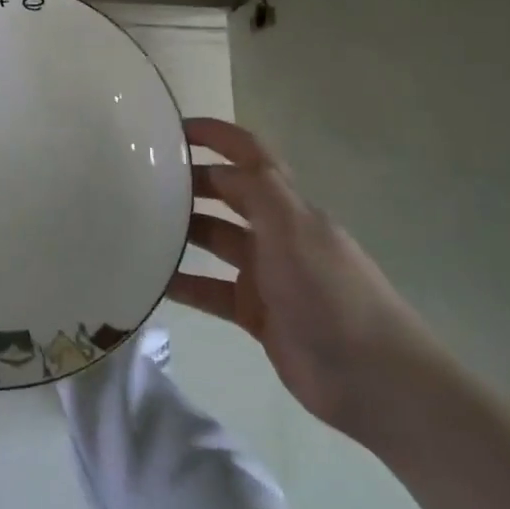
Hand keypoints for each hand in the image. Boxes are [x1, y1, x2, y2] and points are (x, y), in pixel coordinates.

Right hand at [167, 117, 436, 436]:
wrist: (373, 380)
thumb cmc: (332, 294)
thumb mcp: (294, 231)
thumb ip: (259, 190)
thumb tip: (218, 163)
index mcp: (290, 206)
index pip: (249, 155)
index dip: (216, 136)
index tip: (172, 128)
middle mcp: (276, 233)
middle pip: (228, 194)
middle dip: (190, 182)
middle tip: (140, 179)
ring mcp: (266, 274)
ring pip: (215, 240)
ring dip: (181, 231)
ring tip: (136, 226)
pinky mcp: (256, 313)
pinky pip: (210, 289)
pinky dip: (184, 283)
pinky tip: (152, 281)